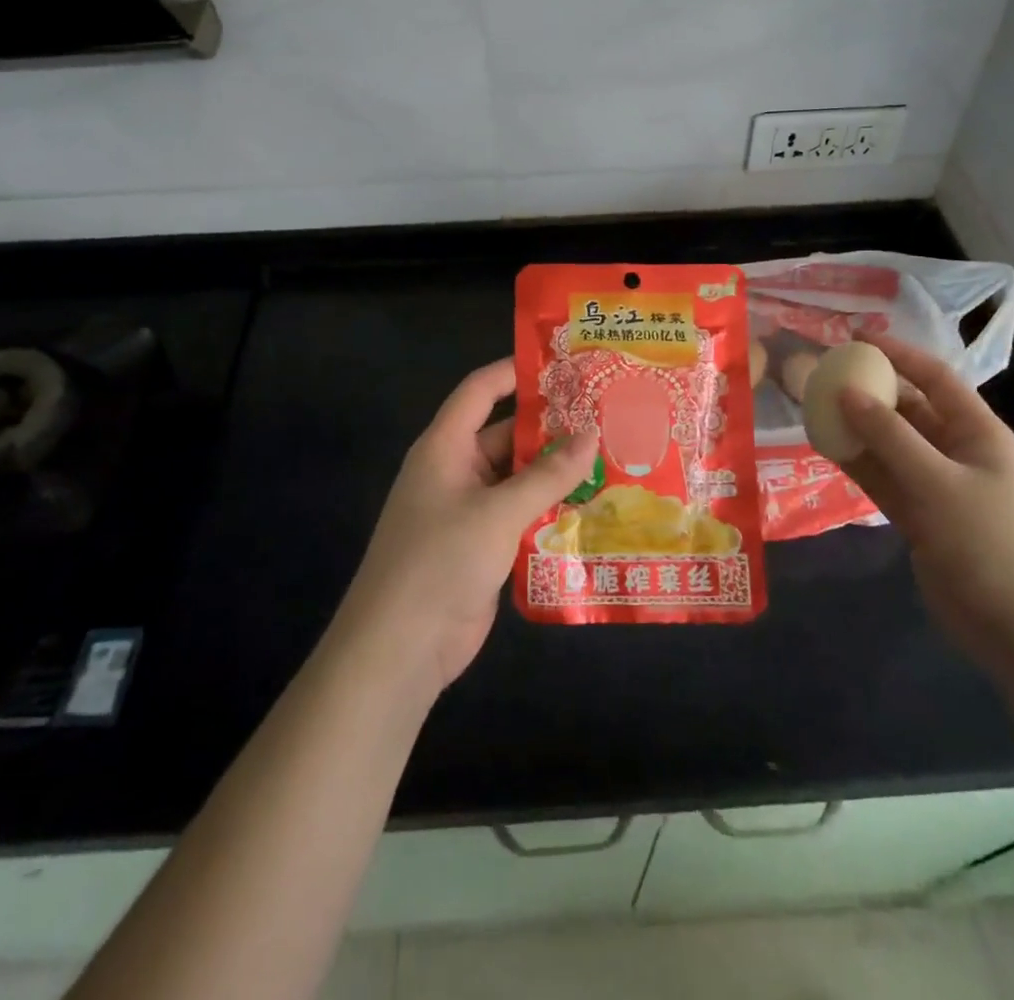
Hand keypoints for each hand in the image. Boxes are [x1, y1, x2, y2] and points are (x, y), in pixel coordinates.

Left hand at [337, 359, 600, 695]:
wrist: (400, 648)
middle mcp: (456, 470)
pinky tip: (592, 507)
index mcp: (446, 447)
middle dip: (553, 428)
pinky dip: (550, 509)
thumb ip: (548, 475)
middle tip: (607, 418)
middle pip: (507, 435)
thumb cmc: (441, 562)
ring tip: (612, 458)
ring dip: (557, 472)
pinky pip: (520, 514)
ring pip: (519, 478)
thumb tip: (592, 434)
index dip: (516, 371)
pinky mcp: (482, 545)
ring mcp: (469, 510)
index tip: (564, 364)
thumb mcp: (498, 512)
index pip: (480, 391)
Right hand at [837, 336, 1013, 677]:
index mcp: (978, 433)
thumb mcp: (939, 483)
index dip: (898, 354)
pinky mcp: (921, 519)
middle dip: (869, 391)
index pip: (934, 378)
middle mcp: (957, 453)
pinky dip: (858, 465)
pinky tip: (826, 449)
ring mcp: (938, 488)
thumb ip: (889, 437)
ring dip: (857, 429)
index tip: (854, 339)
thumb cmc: (993, 543)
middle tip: (823, 376)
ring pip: (890, 446)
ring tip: (813, 408)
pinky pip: (884, 480)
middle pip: (908, 410)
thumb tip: (847, 392)